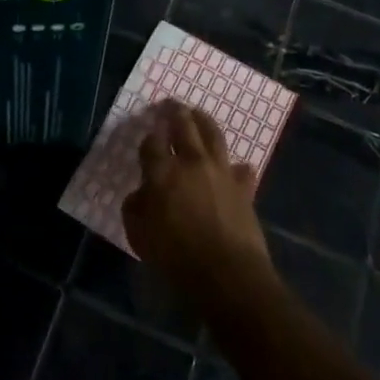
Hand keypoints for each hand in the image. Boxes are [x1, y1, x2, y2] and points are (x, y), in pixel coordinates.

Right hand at [123, 101, 274, 305]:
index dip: (149, 136)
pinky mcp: (244, 188)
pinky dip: (237, 167)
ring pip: (213, 135)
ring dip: (204, 122)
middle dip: (176, 113)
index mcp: (162, 172)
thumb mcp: (139, 235)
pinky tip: (236, 167)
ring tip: (199, 115)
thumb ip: (136, 208)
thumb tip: (141, 193)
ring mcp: (221, 172)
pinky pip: (241, 170)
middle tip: (173, 104)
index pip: (152, 142)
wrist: (227, 274)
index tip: (148, 134)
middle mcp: (191, 163)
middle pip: (184, 127)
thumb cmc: (176, 257)